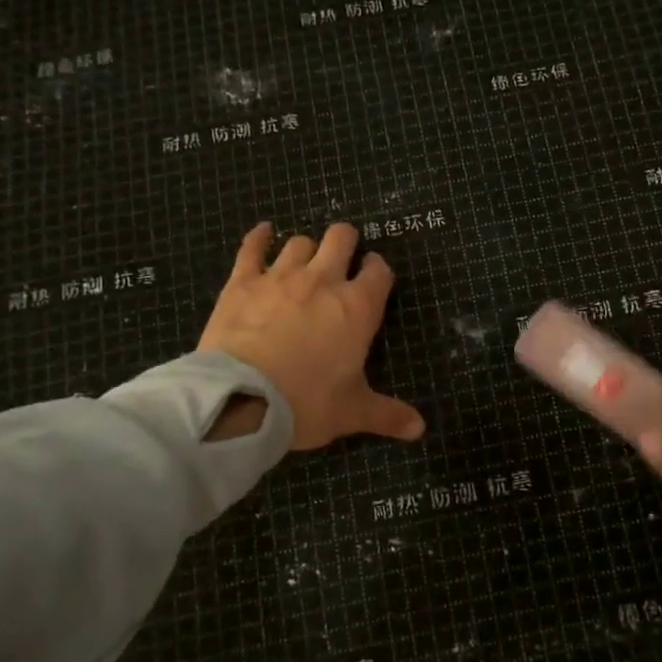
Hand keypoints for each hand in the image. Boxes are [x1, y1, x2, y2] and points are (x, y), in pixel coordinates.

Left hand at [198, 222, 424, 451]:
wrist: (242, 400)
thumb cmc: (307, 403)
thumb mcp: (352, 413)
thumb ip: (388, 415)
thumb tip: (419, 429)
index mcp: (358, 308)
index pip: (379, 272)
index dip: (379, 271)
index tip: (375, 279)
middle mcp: (323, 281)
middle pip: (341, 239)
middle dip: (347, 243)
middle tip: (343, 260)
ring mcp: (280, 277)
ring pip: (299, 243)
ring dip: (307, 250)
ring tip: (305, 264)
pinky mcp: (242, 282)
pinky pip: (252, 248)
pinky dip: (259, 238)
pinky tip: (263, 232)